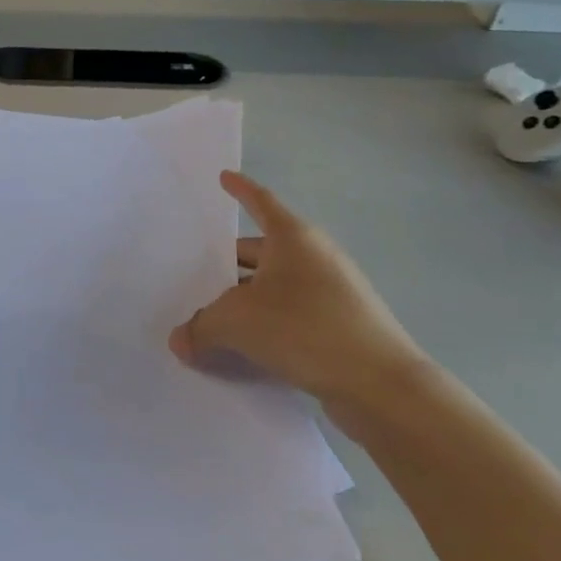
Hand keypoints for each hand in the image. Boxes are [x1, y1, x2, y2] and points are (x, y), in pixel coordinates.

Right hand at [170, 171, 431, 409]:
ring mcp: (333, 292)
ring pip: (275, 287)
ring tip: (212, 319)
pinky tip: (245, 349)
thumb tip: (180, 341)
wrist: (381, 384)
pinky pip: (292, 315)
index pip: (260, 201)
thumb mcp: (235, 322)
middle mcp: (315, 257)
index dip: (240, 189)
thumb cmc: (303, 328)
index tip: (224, 177)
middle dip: (228, 264)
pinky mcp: (342, 326)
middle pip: (261, 251)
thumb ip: (200, 328)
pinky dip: (267, 325)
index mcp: (293, 238)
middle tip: (195, 277)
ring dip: (245, 300)